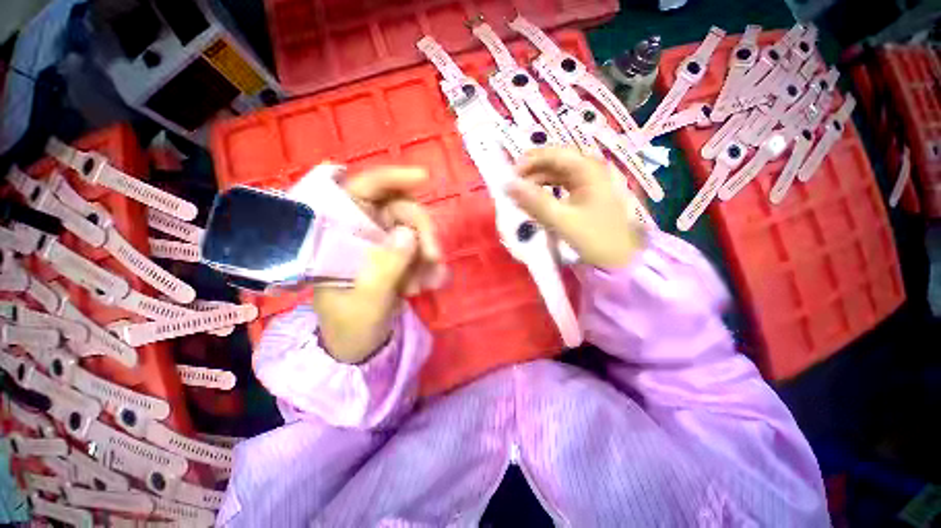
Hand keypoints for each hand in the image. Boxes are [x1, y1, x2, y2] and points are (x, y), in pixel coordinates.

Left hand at [312, 167, 445, 363]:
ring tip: (432, 280)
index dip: (389, 177)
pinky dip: (428, 262)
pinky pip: (417, 247)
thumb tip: (409, 234)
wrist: (356, 352)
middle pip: (394, 206)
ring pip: (411, 226)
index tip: (423, 178)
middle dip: (420, 227)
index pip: (359, 190)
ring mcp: (375, 244)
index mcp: (335, 234)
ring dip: (427, 249)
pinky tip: (432, 283)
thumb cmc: (349, 328)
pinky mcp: (392, 258)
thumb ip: (385, 268)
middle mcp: (356, 231)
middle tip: (435, 256)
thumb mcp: (366, 302)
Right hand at [507, 148, 644, 268]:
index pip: (554, 153)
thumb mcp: (563, 221)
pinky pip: (569, 184)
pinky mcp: (596, 194)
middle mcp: (594, 169)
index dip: (530, 160)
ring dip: (542, 180)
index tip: (511, 176)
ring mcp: (596, 181)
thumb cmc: (597, 239)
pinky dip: (553, 189)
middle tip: (515, 185)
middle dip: (534, 170)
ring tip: (524, 195)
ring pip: (563, 172)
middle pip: (558, 160)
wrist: (627, 261)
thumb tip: (507, 185)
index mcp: (589, 169)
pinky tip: (542, 201)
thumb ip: (534, 201)